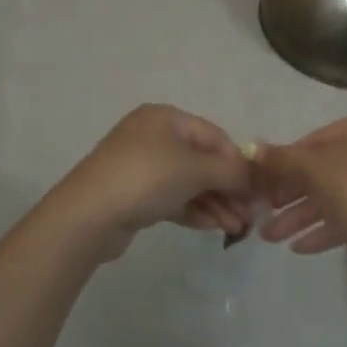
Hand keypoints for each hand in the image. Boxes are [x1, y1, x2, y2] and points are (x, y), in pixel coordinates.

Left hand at [44, 104, 252, 261]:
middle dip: (228, 188)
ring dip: (216, 203)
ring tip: (237, 228)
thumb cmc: (146, 178)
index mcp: (165, 118)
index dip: (238, 162)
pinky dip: (195, 210)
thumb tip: (252, 175)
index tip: (258, 190)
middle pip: (202, 160)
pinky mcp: (135, 195)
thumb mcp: (194, 169)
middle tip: (250, 215)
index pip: (214, 136)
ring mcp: (142, 167)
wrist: (88, 215)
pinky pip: (173, 199)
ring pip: (189, 183)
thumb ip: (229, 169)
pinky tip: (215, 228)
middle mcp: (153, 137)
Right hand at [252, 109, 346, 292]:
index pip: (318, 137)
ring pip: (338, 194)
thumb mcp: (313, 171)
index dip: (286, 161)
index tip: (262, 182)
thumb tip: (253, 149)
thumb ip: (282, 159)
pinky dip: (326, 227)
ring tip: (270, 237)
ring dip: (302, 215)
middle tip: (264, 211)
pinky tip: (298, 247)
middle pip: (327, 168)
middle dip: (292, 194)